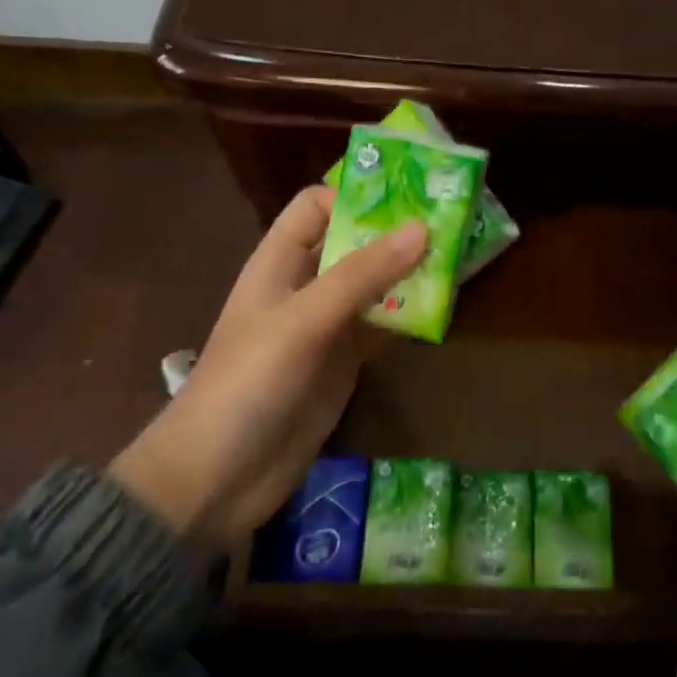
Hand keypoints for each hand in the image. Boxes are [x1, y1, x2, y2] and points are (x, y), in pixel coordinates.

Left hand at [109, 186, 425, 545]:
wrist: (217, 479)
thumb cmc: (249, 383)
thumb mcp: (304, 320)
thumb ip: (362, 275)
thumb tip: (422, 227)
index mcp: (280, 262)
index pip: (316, 206)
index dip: (356, 196)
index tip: (408, 197)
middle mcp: (305, 286)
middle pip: (353, 243)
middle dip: (396, 232)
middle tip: (452, 222)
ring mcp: (326, 326)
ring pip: (374, 285)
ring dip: (410, 273)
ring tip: (459, 258)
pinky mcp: (344, 363)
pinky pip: (382, 326)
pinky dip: (410, 316)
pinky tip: (444, 308)